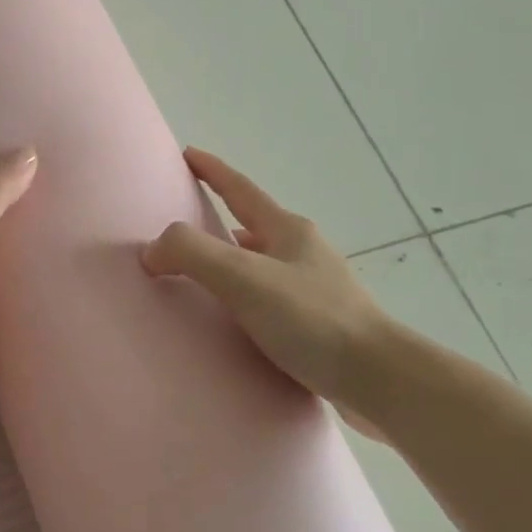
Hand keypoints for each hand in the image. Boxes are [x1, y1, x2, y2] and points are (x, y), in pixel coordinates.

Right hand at [142, 147, 397, 436]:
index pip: (241, 190)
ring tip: (203, 278)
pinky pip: (272, 299)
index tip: (188, 153)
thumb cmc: (311, 319)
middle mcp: (304, 253)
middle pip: (254, 225)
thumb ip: (192, 254)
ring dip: (234, 262)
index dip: (212, 170)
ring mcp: (317, 289)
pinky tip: (237, 322)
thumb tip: (153, 249)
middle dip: (221, 220)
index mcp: (288, 231)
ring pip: (264, 264)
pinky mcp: (321, 325)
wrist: (379, 379)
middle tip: (186, 226)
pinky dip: (247, 298)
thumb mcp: (243, 278)